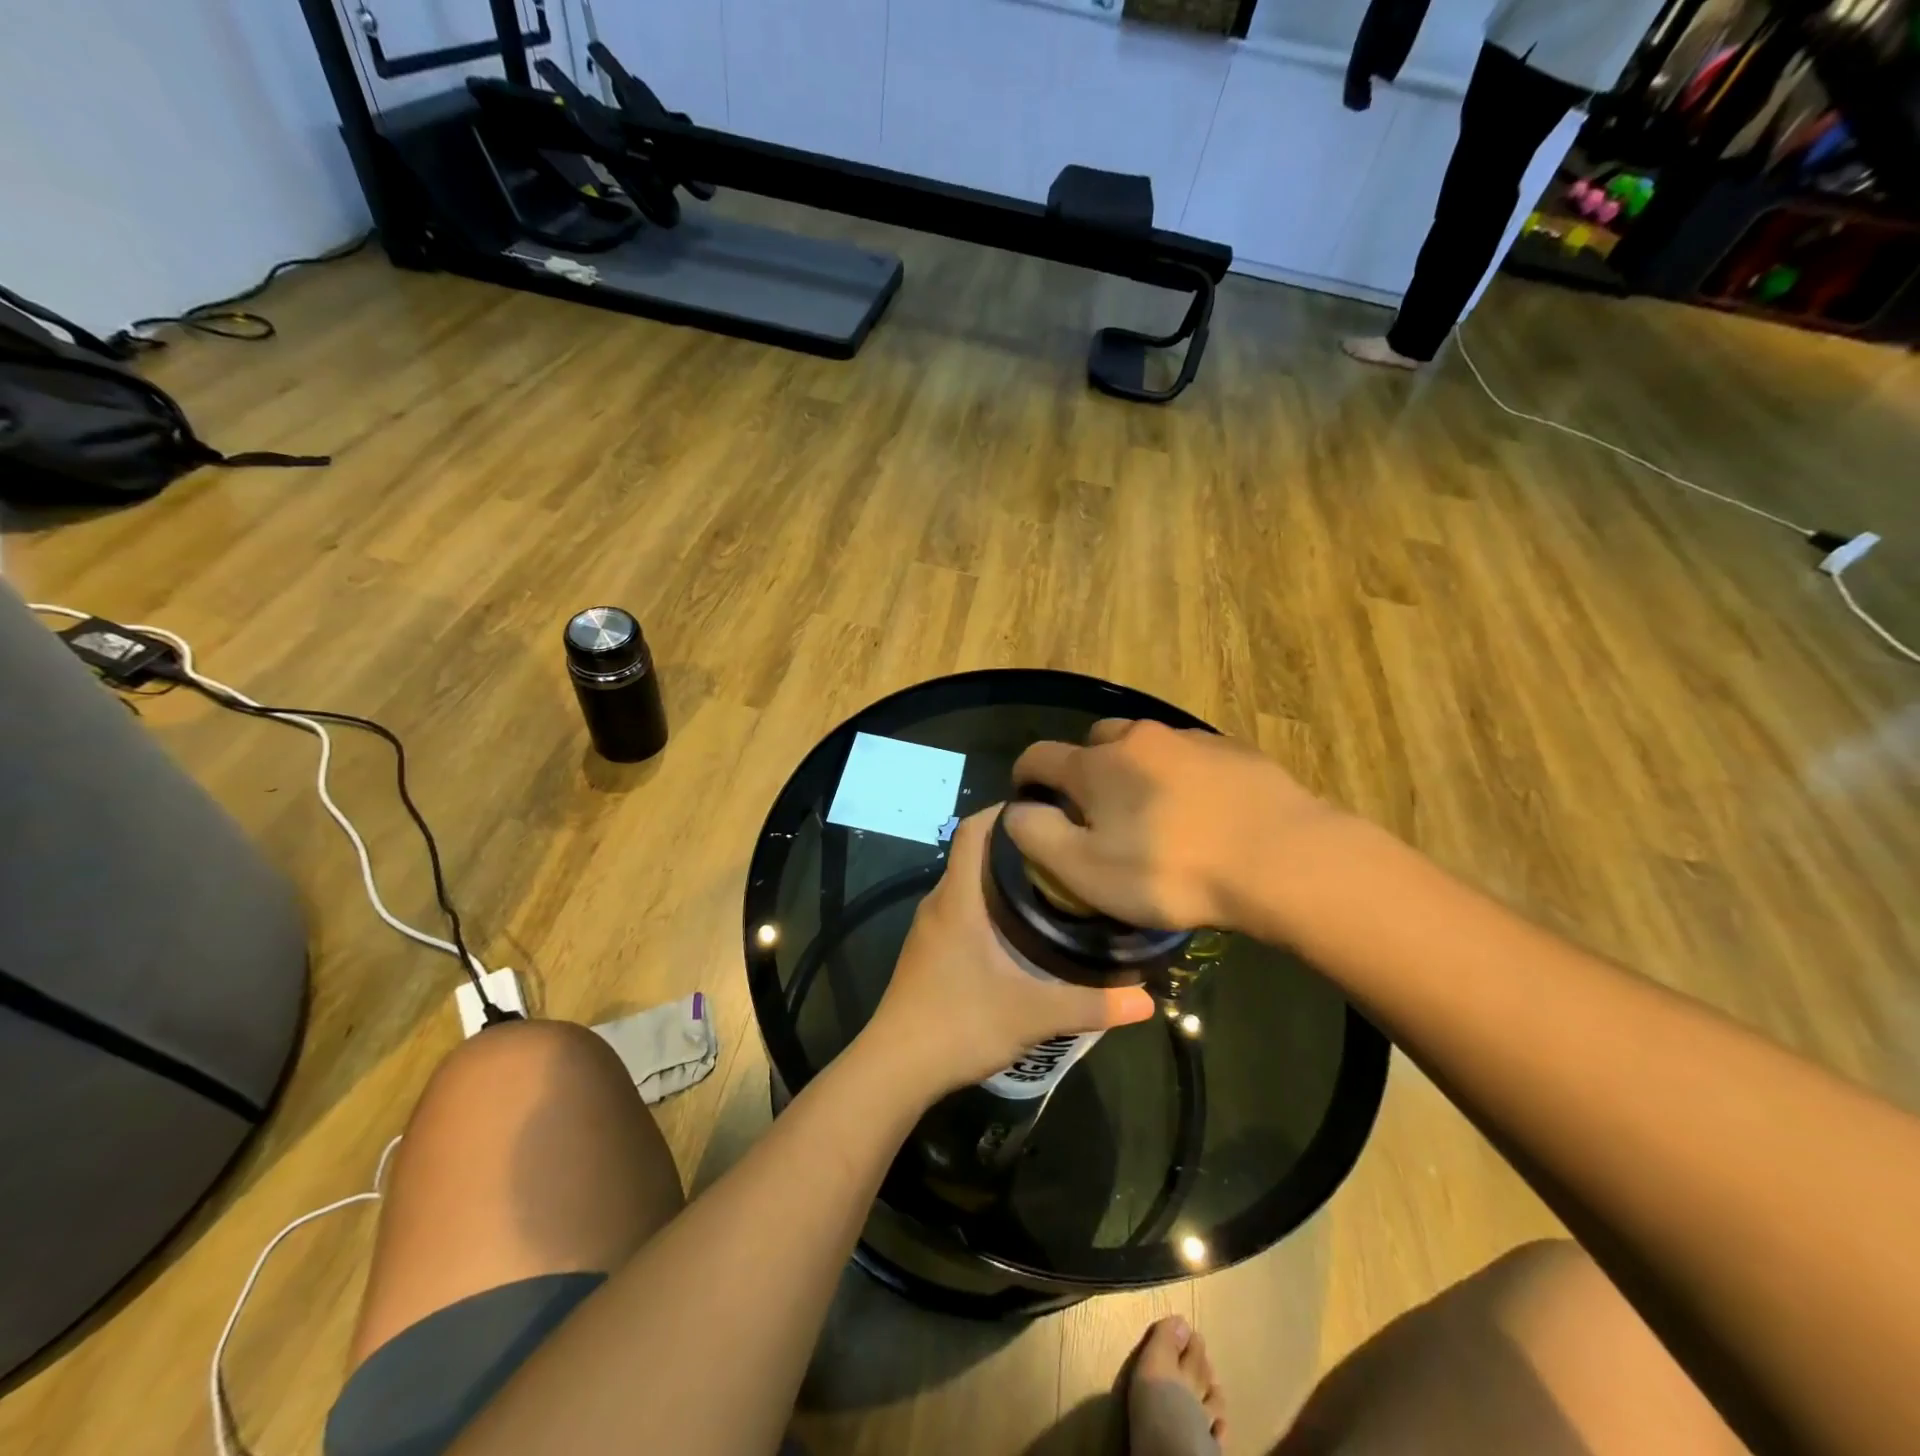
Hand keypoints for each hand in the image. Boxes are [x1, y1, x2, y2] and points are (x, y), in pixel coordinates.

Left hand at [864, 807, 1155, 1096]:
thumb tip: (1147, 1000)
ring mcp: (929, 927)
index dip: (1005, 811)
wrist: (894, 1068)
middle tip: (1065, 852)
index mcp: (958, 898)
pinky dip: (988, 905)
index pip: (973, 829)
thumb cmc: (959, 1024)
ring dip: (1002, 878)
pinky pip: (960, 909)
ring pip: (967, 884)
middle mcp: (939, 902)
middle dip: (1016, 846)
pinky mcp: (927, 951)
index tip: (1047, 811)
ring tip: (1051, 887)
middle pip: (974, 853)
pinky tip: (1019, 931)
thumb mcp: (1032, 1014)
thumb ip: (1090, 1004)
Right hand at [1006, 719, 1344, 934]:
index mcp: (1096, 765)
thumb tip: (1018, 811)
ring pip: (1145, 747)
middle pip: (1094, 743)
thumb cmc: (1170, 870)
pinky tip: (1200, 811)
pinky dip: (1180, 776)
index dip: (1024, 776)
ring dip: (1135, 771)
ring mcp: (1190, 739)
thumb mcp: (1085, 870)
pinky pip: (1189, 757)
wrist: (1281, 859)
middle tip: (1097, 812)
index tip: (1027, 799)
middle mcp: (1137, 738)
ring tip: (1153, 813)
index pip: (1039, 756)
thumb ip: (1037, 836)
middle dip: (1085, 770)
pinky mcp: (1234, 750)